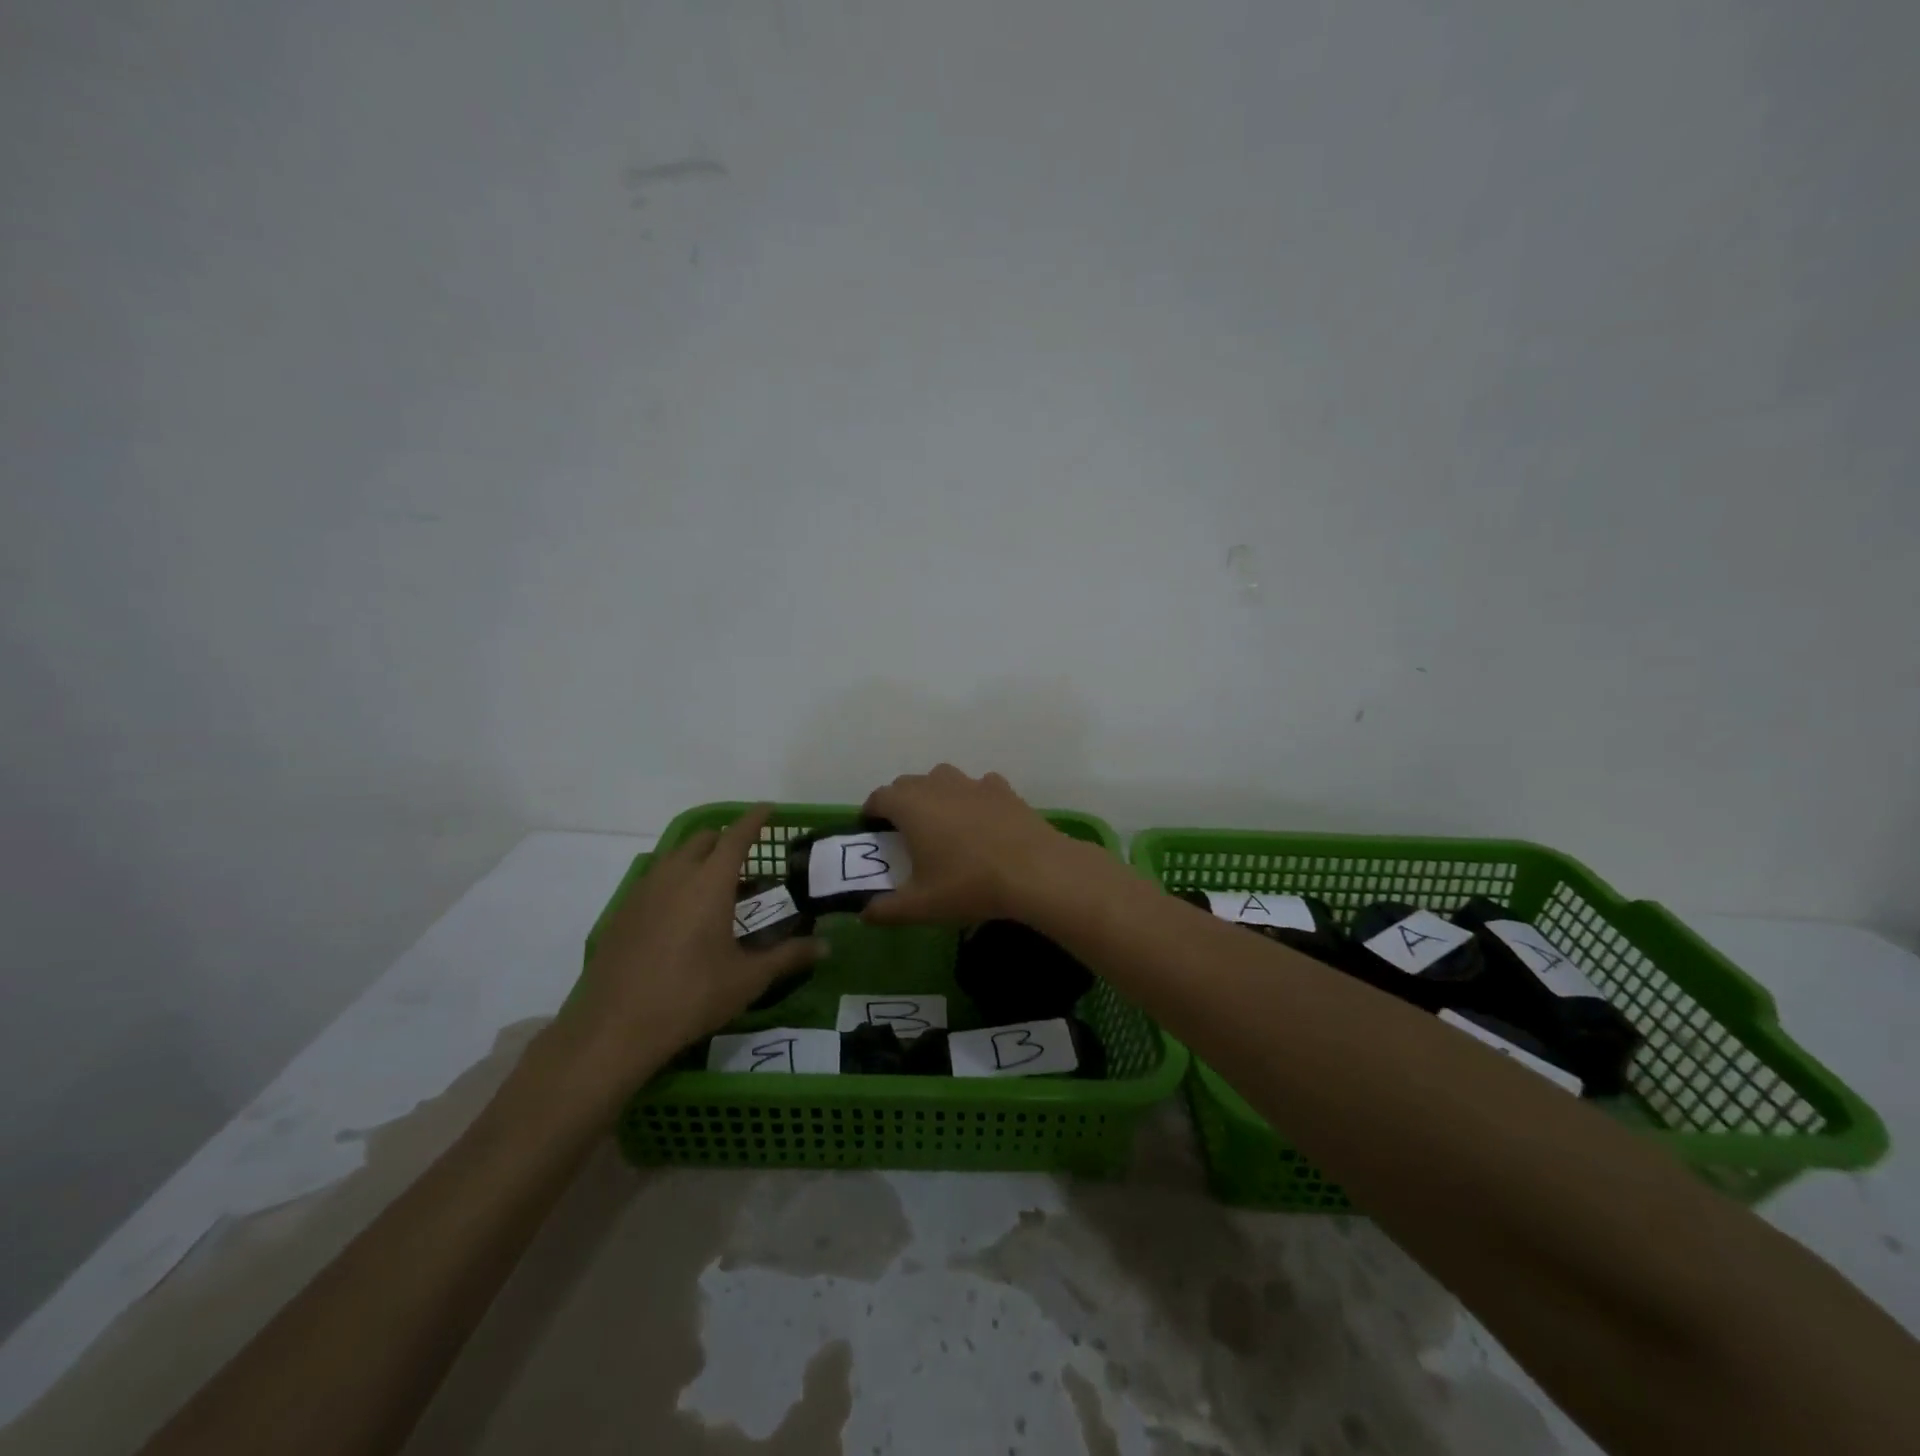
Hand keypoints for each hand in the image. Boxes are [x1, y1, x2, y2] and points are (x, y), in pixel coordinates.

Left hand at [546, 806, 825, 1104]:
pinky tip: (681, 916)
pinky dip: (674, 881)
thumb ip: (788, 956)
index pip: (736, 836)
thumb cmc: (691, 997)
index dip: (754, 819)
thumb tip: (826, 947)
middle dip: (725, 839)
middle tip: (746, 859)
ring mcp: (643, 892)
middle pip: (702, 840)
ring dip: (697, 859)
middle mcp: (675, 876)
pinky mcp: (622, 914)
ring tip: (715, 887)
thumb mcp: (748, 979)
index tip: (768, 809)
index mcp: (710, 883)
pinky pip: (654, 880)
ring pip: (674, 858)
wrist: (615, 1028)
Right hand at [860, 764, 1087, 926]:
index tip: (872, 831)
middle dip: (901, 803)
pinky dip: (973, 798)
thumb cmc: (969, 884)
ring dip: (935, 794)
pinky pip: (979, 786)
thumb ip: (887, 910)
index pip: (879, 797)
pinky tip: (981, 821)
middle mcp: (938, 785)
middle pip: (909, 784)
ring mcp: (973, 784)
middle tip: (904, 833)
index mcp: (911, 806)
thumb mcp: (921, 906)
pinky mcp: (1003, 789)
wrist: (1034, 871)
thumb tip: (865, 914)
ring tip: (942, 823)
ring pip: (943, 778)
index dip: (871, 812)